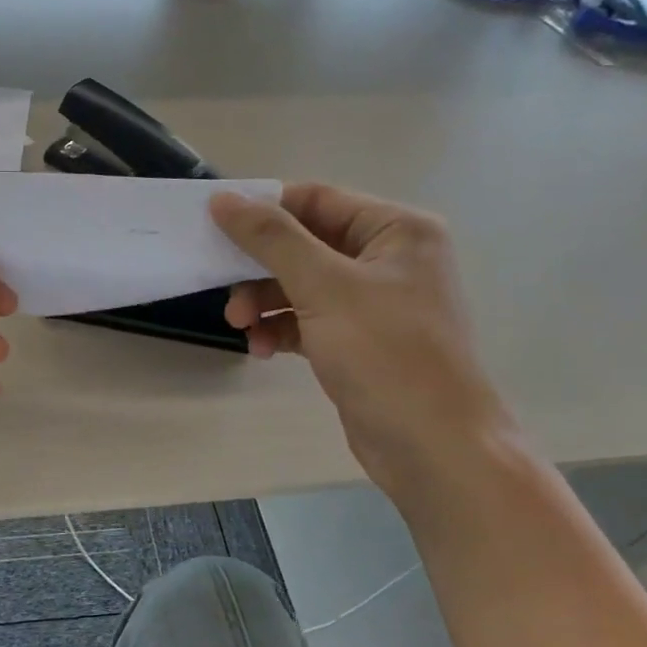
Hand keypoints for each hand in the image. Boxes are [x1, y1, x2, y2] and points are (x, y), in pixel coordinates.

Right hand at [210, 184, 515, 500]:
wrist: (433, 447)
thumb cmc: (386, 355)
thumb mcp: (324, 287)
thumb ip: (271, 239)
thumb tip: (223, 198)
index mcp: (396, 230)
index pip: (316, 200)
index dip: (263, 210)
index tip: (213, 226)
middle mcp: (389, 259)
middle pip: (304, 244)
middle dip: (260, 268)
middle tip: (225, 289)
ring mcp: (374, 303)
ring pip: (301, 285)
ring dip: (265, 302)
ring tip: (242, 326)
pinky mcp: (359, 341)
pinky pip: (309, 320)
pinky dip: (282, 329)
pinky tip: (263, 349)